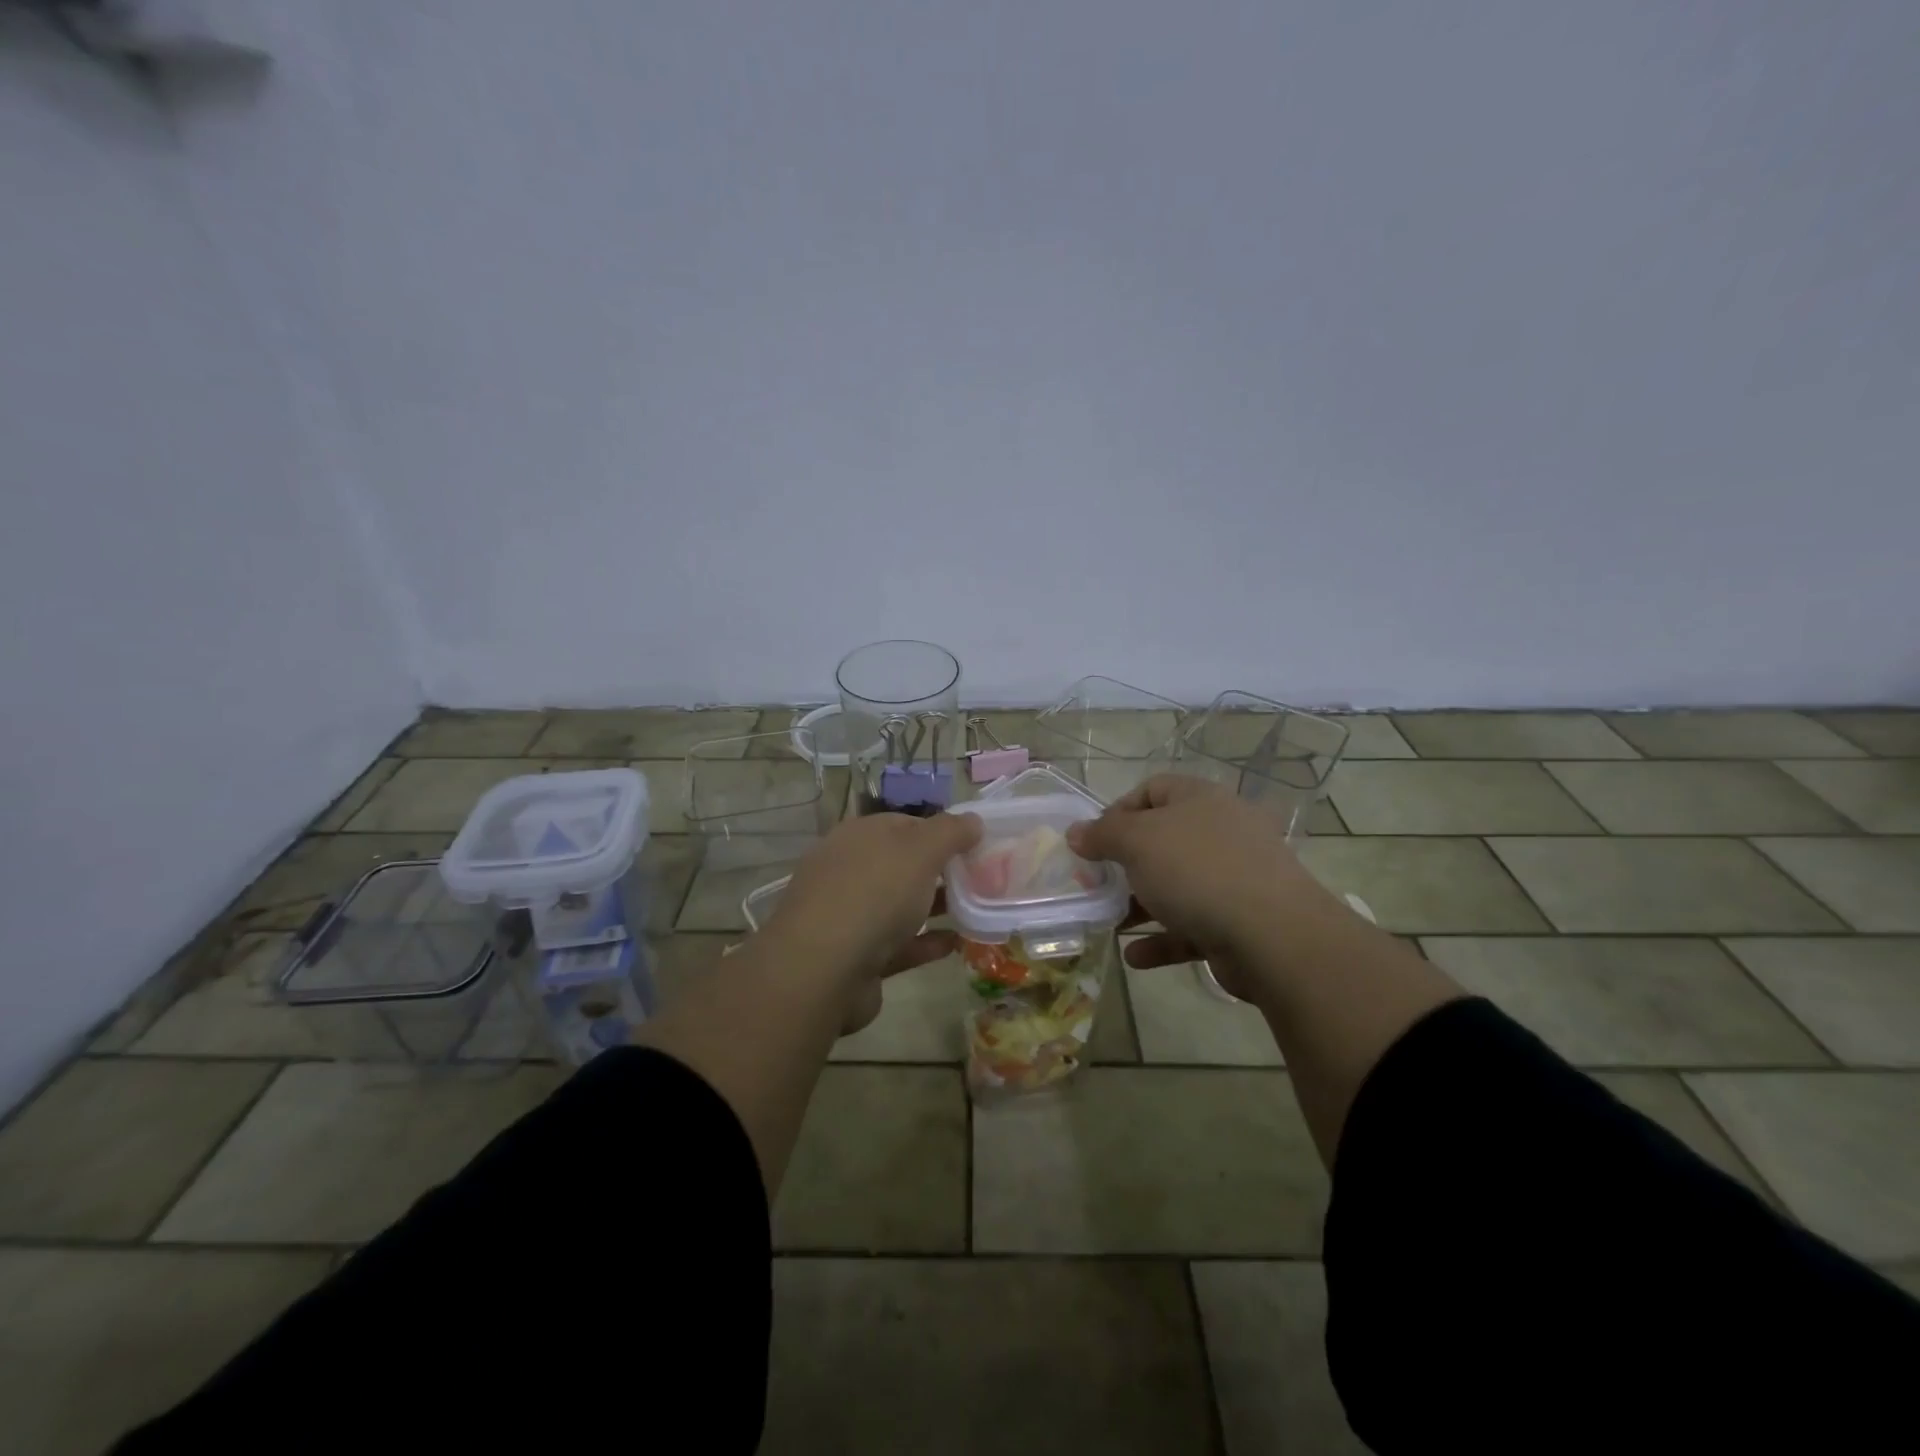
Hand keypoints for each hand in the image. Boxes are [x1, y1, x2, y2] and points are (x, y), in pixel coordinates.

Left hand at [765, 810, 981, 1031]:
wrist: (822, 970)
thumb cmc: (874, 893)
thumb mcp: (920, 850)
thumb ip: (950, 832)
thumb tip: (973, 820)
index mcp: (858, 837)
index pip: (905, 824)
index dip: (941, 831)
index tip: (974, 845)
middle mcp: (849, 871)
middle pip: (902, 865)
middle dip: (939, 871)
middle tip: (981, 879)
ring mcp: (849, 916)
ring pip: (899, 905)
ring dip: (934, 907)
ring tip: (976, 911)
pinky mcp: (856, 957)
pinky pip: (898, 944)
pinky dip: (925, 942)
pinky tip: (956, 944)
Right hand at [1066, 775, 1328, 993]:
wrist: (1274, 936)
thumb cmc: (1197, 871)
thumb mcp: (1137, 842)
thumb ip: (1102, 835)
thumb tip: (1076, 833)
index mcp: (1200, 800)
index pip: (1153, 789)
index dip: (1118, 810)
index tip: (1094, 841)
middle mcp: (1221, 832)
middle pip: (1163, 841)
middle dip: (1125, 865)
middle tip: (1096, 884)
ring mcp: (1235, 878)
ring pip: (1176, 886)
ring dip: (1139, 905)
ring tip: (1108, 923)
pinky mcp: (1240, 922)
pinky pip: (1192, 926)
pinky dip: (1162, 940)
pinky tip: (1135, 957)